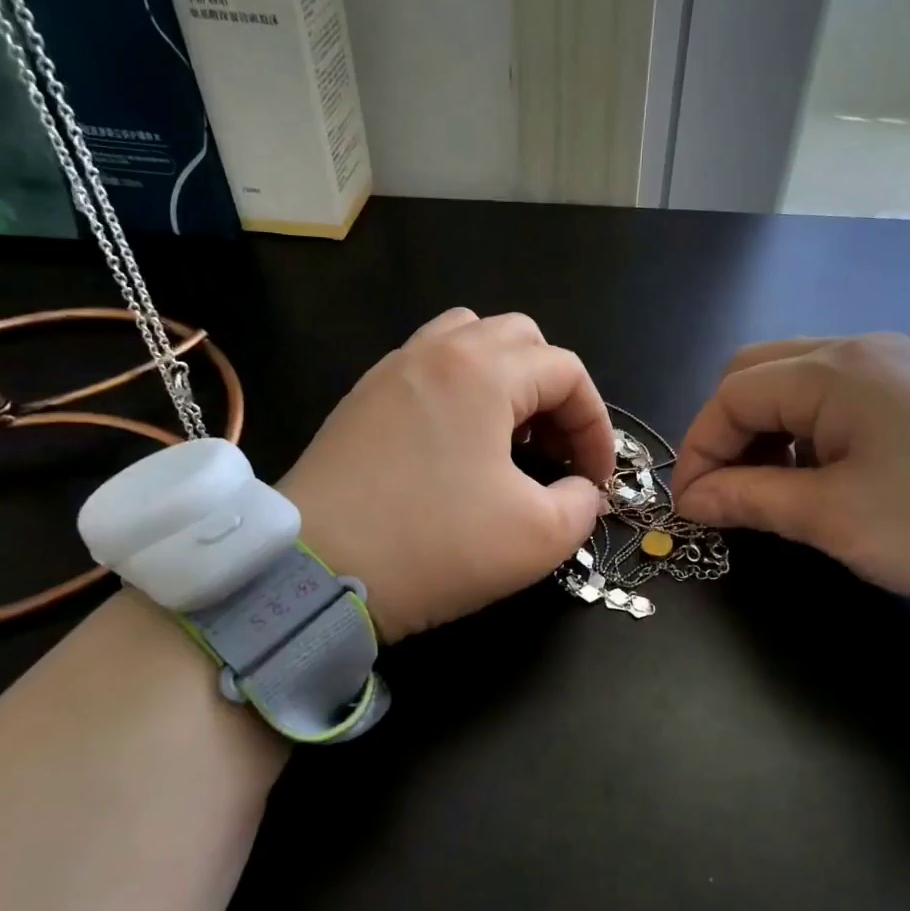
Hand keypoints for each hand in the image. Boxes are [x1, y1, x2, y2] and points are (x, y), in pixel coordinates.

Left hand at [277, 308, 612, 641]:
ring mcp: (392, 369)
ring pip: (469, 340)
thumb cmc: (434, 546)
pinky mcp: (362, 398)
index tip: (597, 478)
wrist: (313, 570)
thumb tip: (581, 490)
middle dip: (554, 392)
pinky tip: (456, 445)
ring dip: (506, 378)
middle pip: (521, 340)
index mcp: (484, 371)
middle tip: (555, 450)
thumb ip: (581, 504)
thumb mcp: (536, 538)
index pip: (567, 372)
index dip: (595, 423)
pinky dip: (460, 389)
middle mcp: (437, 352)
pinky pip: (427, 367)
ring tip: (508, 435)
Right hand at [669, 334, 909, 609]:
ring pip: (799, 382)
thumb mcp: (835, 519)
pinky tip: (825, 474)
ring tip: (774, 490)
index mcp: (835, 370)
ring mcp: (899, 363)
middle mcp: (862, 348)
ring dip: (769, 431)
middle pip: (758, 374)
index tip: (691, 505)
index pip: (732, 394)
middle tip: (726, 491)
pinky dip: (810, 431)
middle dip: (728, 432)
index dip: (699, 449)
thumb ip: (750, 499)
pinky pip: (841, 395)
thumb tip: (692, 499)